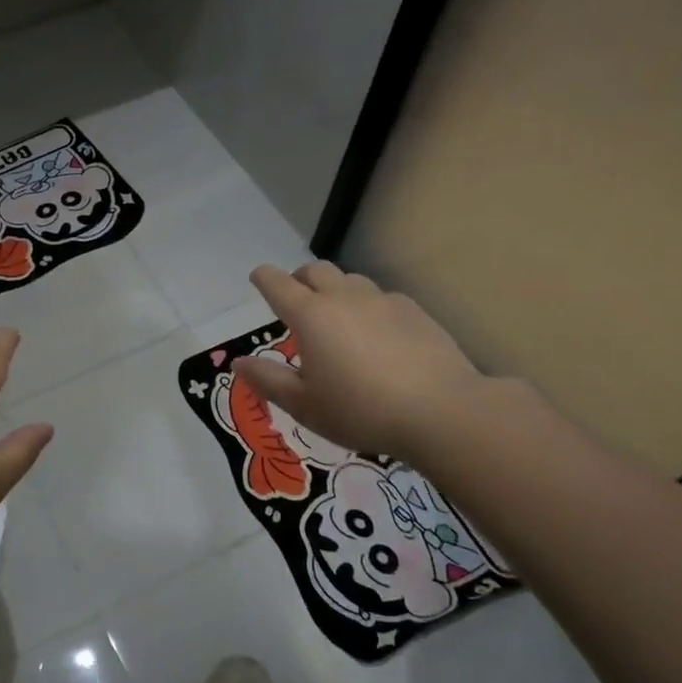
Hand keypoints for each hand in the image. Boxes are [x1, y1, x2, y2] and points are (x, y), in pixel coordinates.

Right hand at [233, 262, 487, 464]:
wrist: (441, 411)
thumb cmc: (360, 410)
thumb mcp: (304, 404)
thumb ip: (268, 380)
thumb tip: (240, 362)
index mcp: (310, 315)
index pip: (277, 283)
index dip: (263, 278)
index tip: (257, 278)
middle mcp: (343, 298)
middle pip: (315, 271)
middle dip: (299, 278)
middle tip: (295, 298)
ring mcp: (383, 301)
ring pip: (350, 280)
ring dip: (335, 290)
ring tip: (336, 317)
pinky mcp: (415, 311)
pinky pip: (382, 297)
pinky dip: (368, 306)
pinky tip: (376, 333)